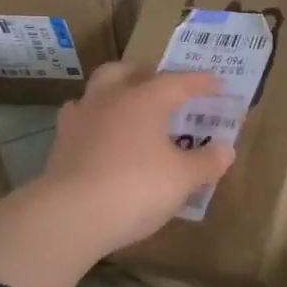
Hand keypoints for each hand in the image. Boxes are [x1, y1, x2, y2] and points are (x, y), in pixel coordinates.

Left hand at [40, 62, 236, 258]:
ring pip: (98, 90)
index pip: (178, 82)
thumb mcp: (182, 179)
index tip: (217, 84)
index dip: (200, 82)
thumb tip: (226, 149)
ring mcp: (81, 118)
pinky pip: (80, 119)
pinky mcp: (61, 142)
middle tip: (163, 86)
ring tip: (129, 109)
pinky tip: (101, 136)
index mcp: (145, 100)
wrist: (70, 215)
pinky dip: (95, 121)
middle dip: (146, 73)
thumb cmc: (136, 188)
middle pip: (127, 71)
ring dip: (116, 92)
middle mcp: (111, 99)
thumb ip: (206, 162)